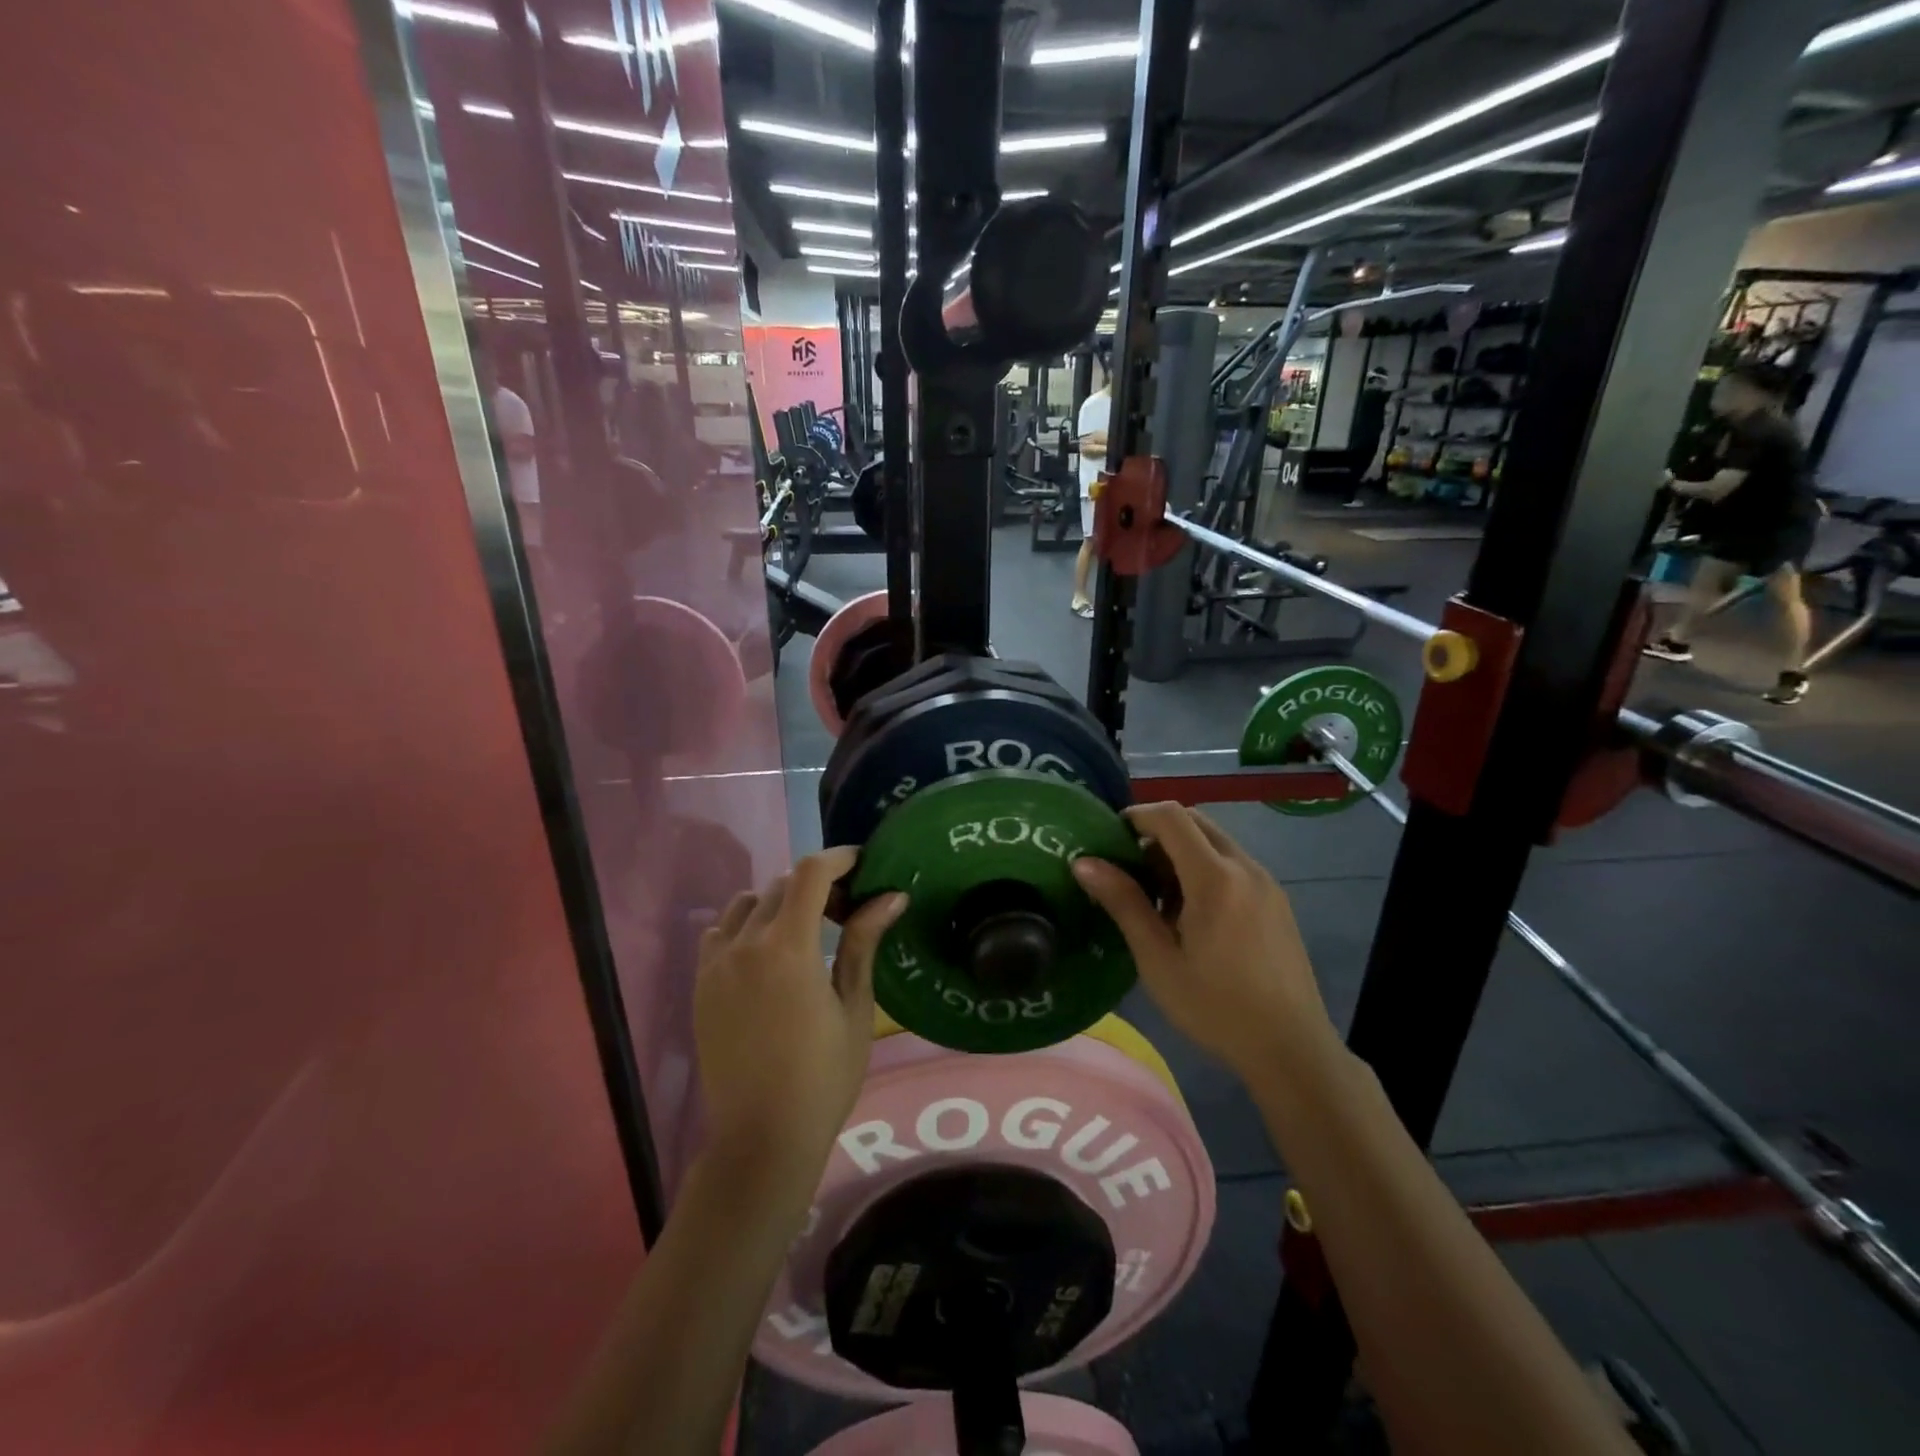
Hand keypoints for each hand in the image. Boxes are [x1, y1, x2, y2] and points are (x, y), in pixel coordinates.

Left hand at [694, 848, 906, 1202]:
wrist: (761, 1139)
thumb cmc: (823, 1076)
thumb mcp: (854, 1007)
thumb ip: (864, 943)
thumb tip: (891, 896)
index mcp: (787, 947)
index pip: (810, 874)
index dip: (838, 858)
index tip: (862, 862)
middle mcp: (745, 944)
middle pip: (781, 884)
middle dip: (817, 884)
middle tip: (847, 907)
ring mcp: (715, 964)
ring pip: (747, 903)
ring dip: (779, 900)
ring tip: (806, 927)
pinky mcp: (701, 985)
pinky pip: (720, 932)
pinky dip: (746, 924)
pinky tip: (767, 952)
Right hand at [1072, 804, 1337, 1081]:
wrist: (1291, 1049)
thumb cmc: (1215, 1007)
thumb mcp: (1158, 959)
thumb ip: (1123, 903)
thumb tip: (1084, 862)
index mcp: (1215, 877)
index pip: (1172, 817)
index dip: (1137, 815)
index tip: (1109, 837)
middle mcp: (1245, 867)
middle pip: (1195, 822)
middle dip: (1157, 832)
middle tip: (1130, 869)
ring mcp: (1267, 882)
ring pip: (1216, 842)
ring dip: (1182, 851)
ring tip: (1158, 898)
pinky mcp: (1277, 900)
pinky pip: (1234, 864)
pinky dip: (1205, 868)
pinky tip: (1192, 914)